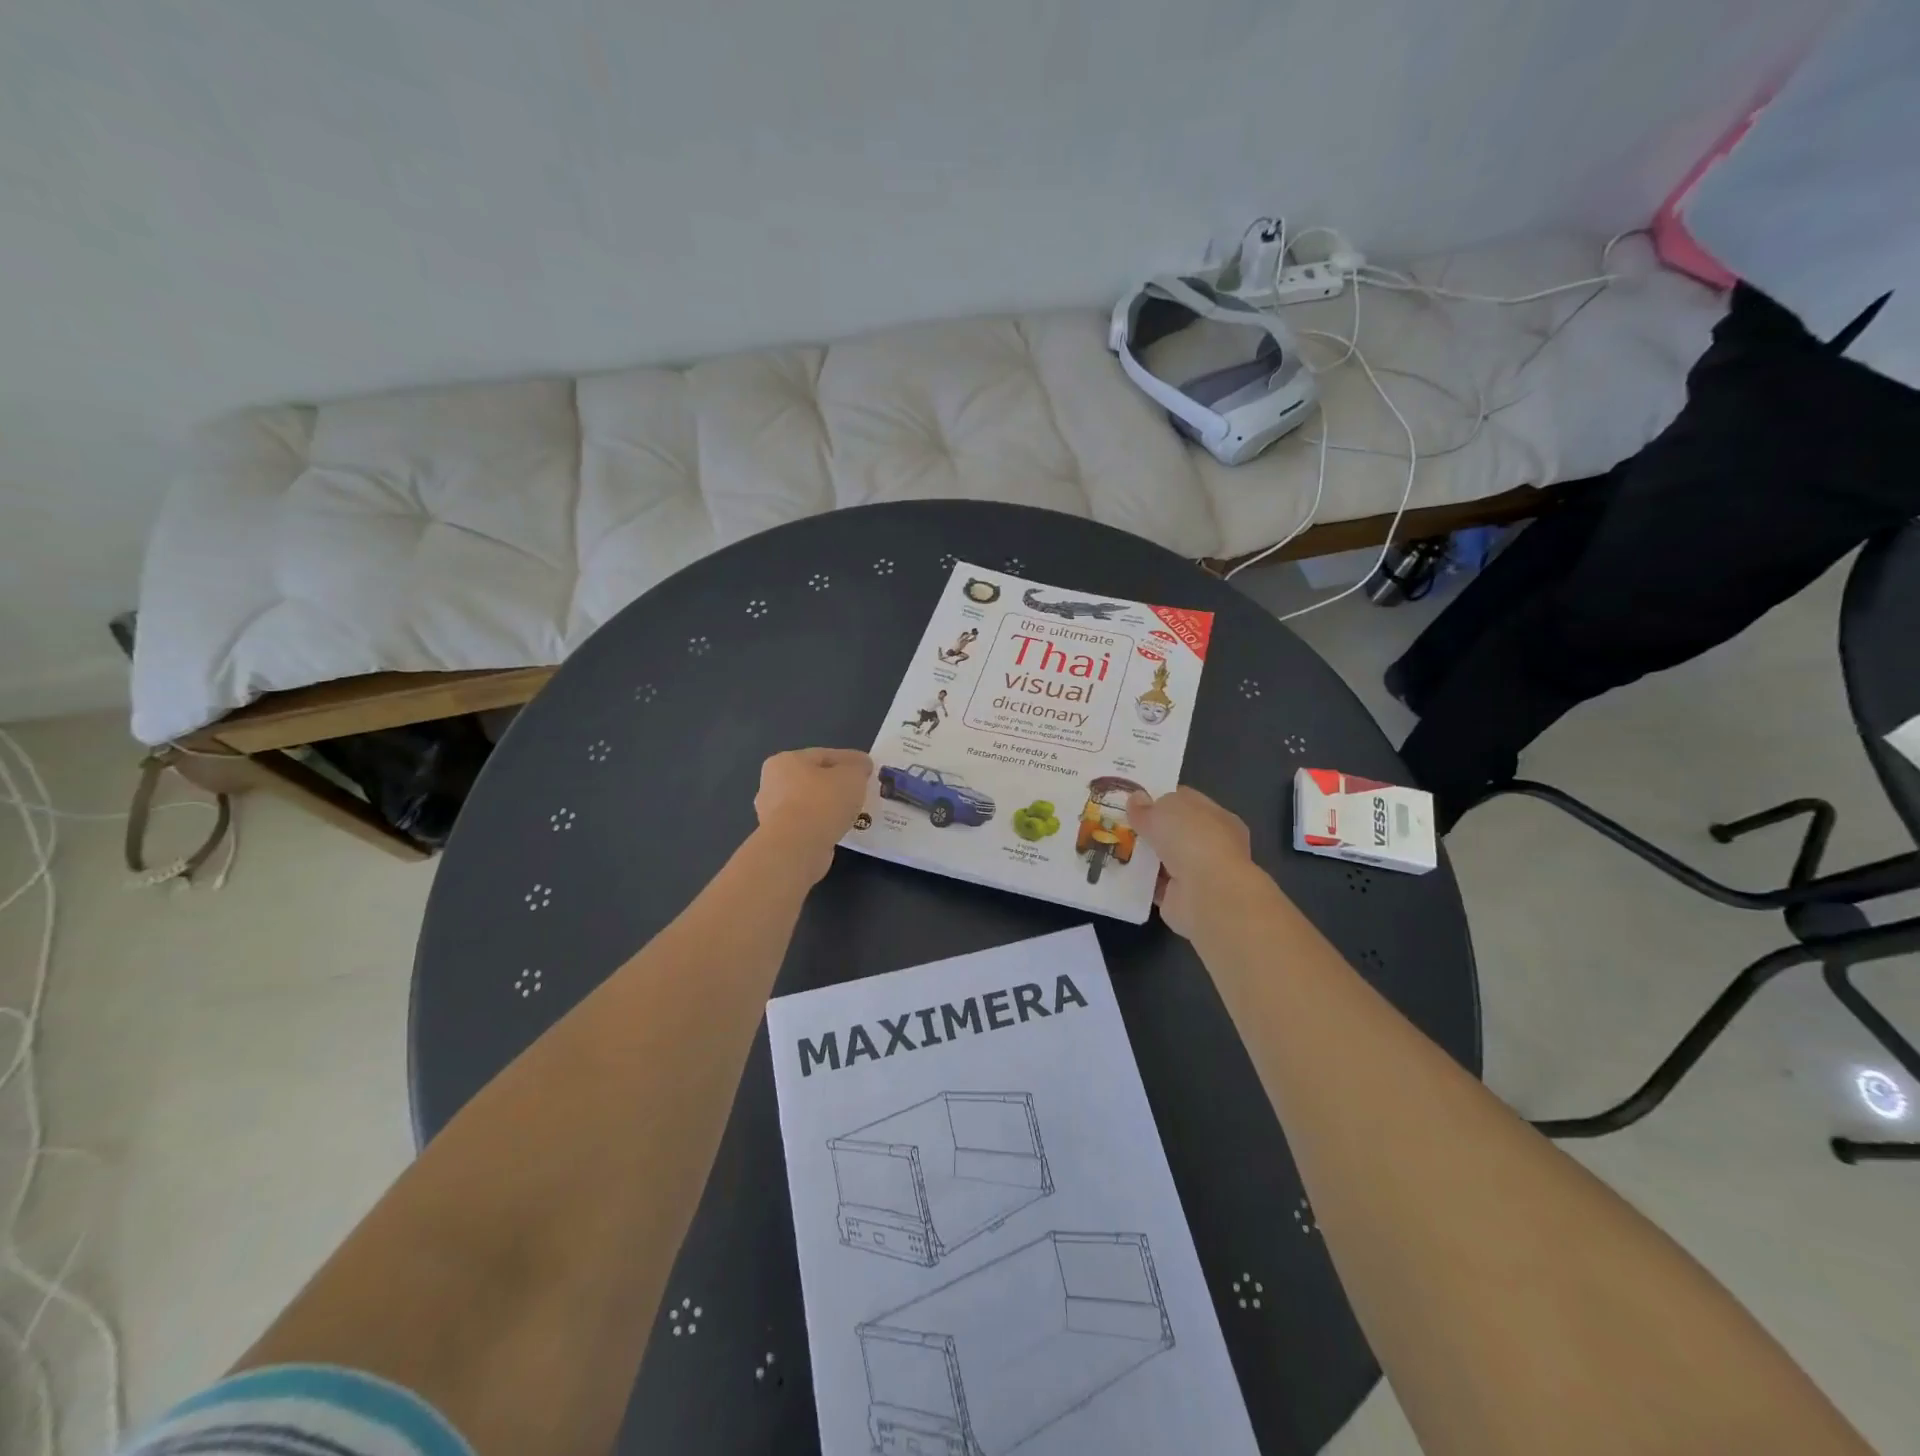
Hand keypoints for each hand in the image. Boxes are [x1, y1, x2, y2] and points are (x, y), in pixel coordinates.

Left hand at [754, 748, 873, 881]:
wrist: (797, 848)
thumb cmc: (822, 802)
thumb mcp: (852, 775)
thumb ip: (859, 767)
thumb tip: (861, 766)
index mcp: (785, 761)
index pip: (823, 755)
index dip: (849, 761)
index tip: (868, 769)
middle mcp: (772, 784)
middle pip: (813, 780)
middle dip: (836, 785)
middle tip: (861, 791)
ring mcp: (772, 814)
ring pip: (810, 804)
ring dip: (830, 808)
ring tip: (854, 813)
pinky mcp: (780, 838)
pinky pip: (809, 826)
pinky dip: (823, 826)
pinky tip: (840, 830)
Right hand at [1127, 787, 1255, 938]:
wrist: (1206, 893)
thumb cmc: (1192, 839)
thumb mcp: (1164, 811)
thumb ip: (1147, 807)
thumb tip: (1136, 799)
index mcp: (1216, 816)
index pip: (1186, 801)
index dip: (1160, 798)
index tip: (1133, 799)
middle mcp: (1211, 844)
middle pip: (1173, 831)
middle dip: (1147, 829)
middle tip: (1116, 823)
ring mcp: (1197, 872)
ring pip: (1162, 858)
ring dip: (1141, 855)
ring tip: (1111, 846)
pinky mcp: (1181, 897)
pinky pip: (1154, 883)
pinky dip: (1138, 880)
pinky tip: (1117, 871)